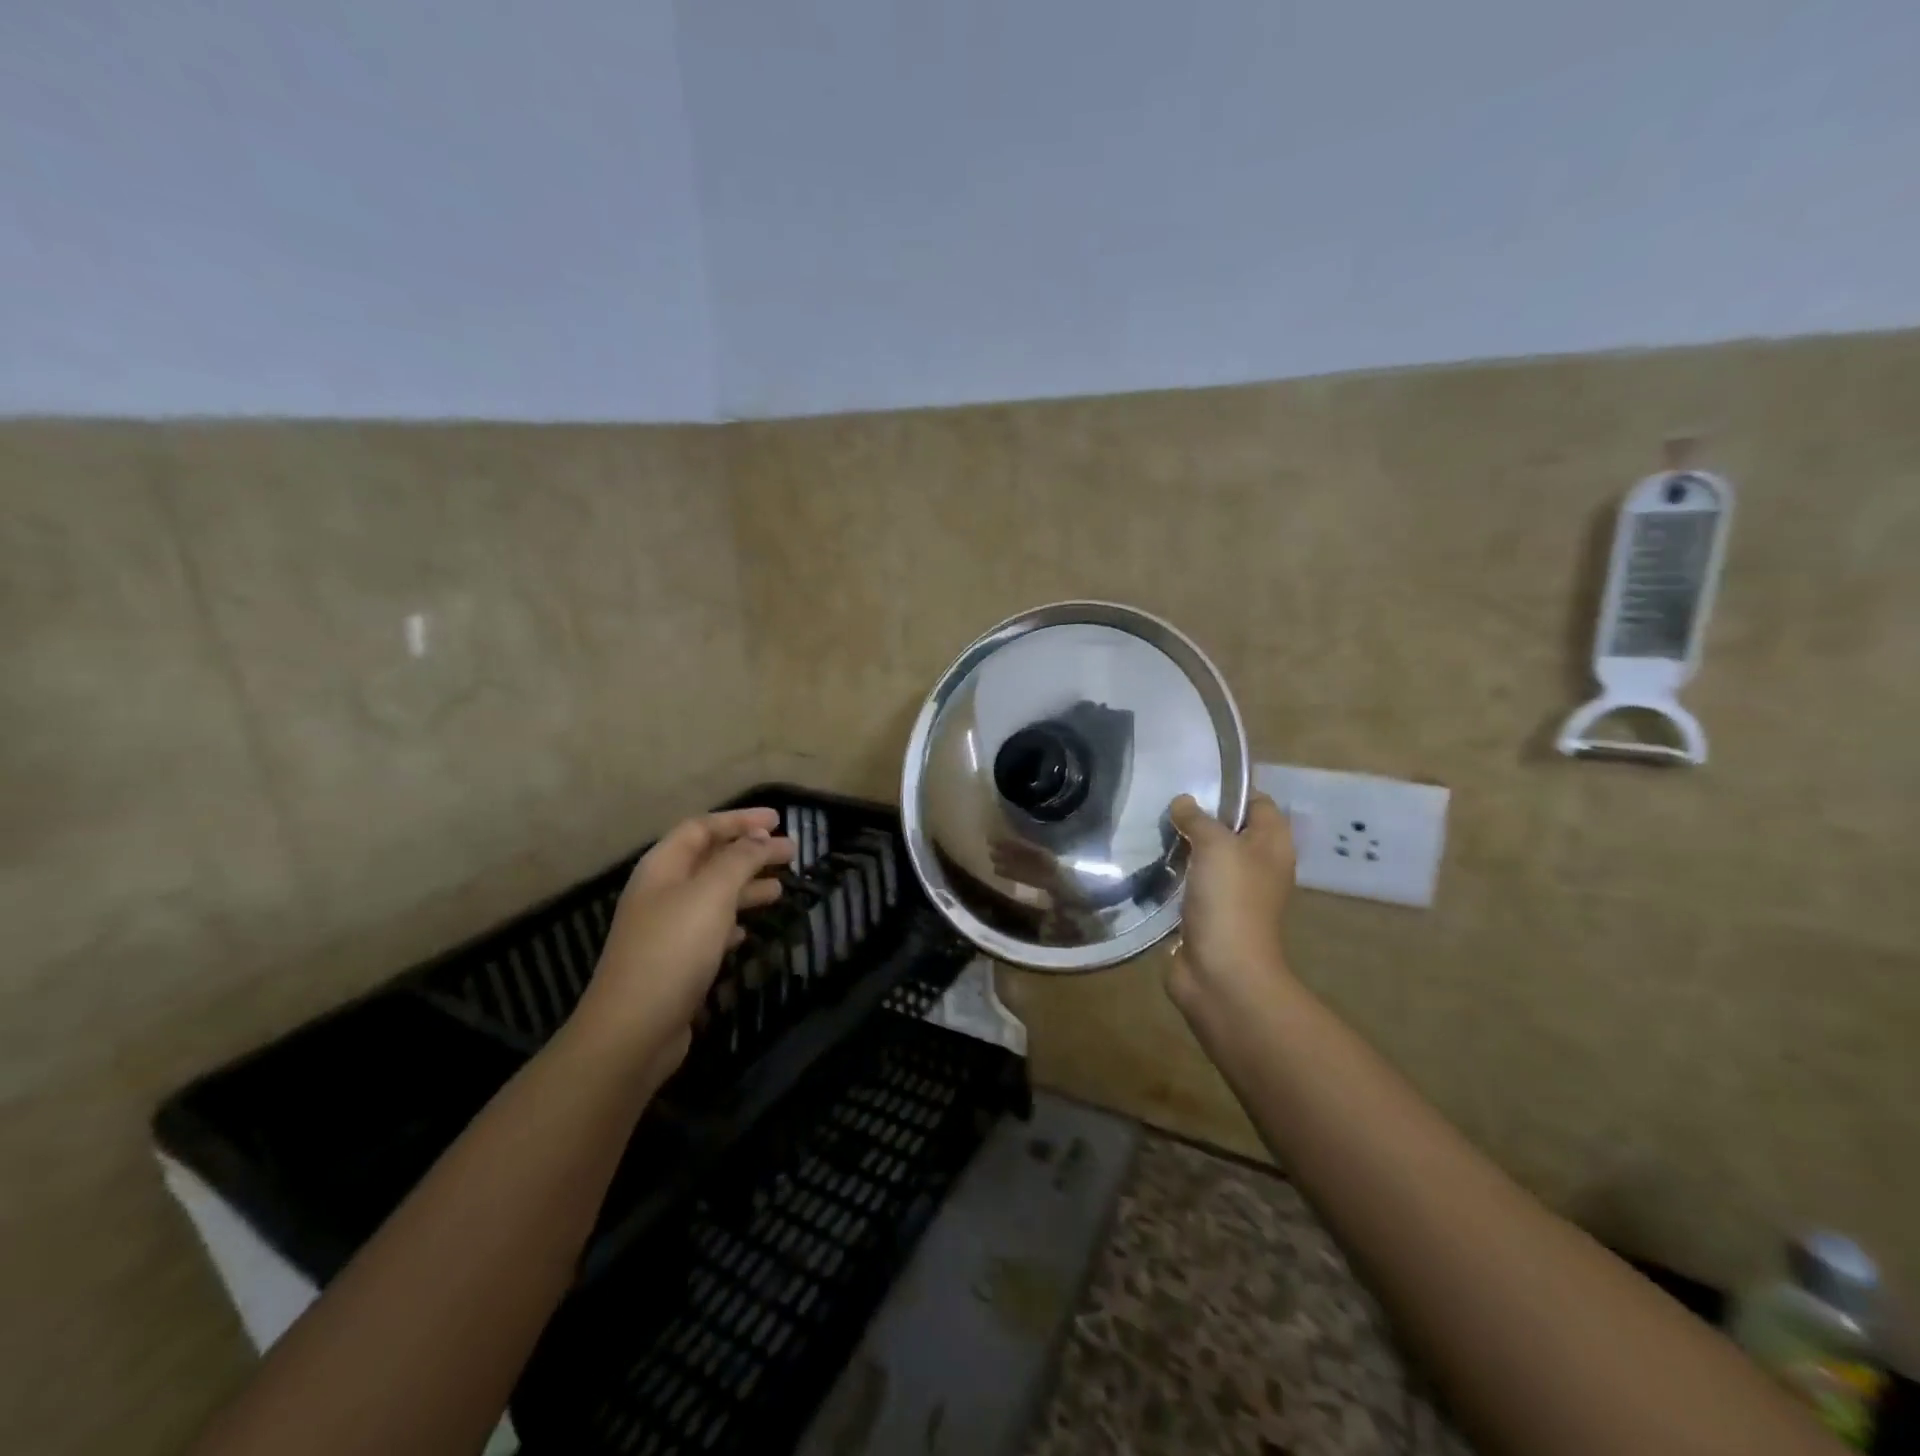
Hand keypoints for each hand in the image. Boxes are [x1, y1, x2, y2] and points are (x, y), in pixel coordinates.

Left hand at [569, 808, 792, 1072]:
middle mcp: (661, 892)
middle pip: (709, 859)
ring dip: (746, 886)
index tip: (778, 821)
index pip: (702, 827)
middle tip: (790, 853)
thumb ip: (739, 860)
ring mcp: (665, 929)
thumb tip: (760, 837)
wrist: (633, 1030)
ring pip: (713, 894)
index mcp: (662, 867)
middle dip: (750, 852)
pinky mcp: (674, 962)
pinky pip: (708, 928)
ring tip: (780, 888)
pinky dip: (732, 921)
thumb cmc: (673, 950)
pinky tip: (748, 929)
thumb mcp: (711, 894)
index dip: (739, 820)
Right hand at [1166, 792, 1295, 1014]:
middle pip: (1230, 829)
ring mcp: (1232, 892)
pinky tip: (1149, 862)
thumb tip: (1182, 802)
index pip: (1258, 803)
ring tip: (1150, 826)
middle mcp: (1257, 866)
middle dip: (1200, 816)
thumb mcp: (1216, 845)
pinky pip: (1190, 883)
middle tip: (1163, 801)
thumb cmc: (1230, 901)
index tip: (1194, 779)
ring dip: (1183, 845)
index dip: (1231, 789)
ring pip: (1207, 857)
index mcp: (1271, 845)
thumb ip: (1198, 818)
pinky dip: (1173, 873)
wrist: (1222, 973)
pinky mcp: (1207, 914)